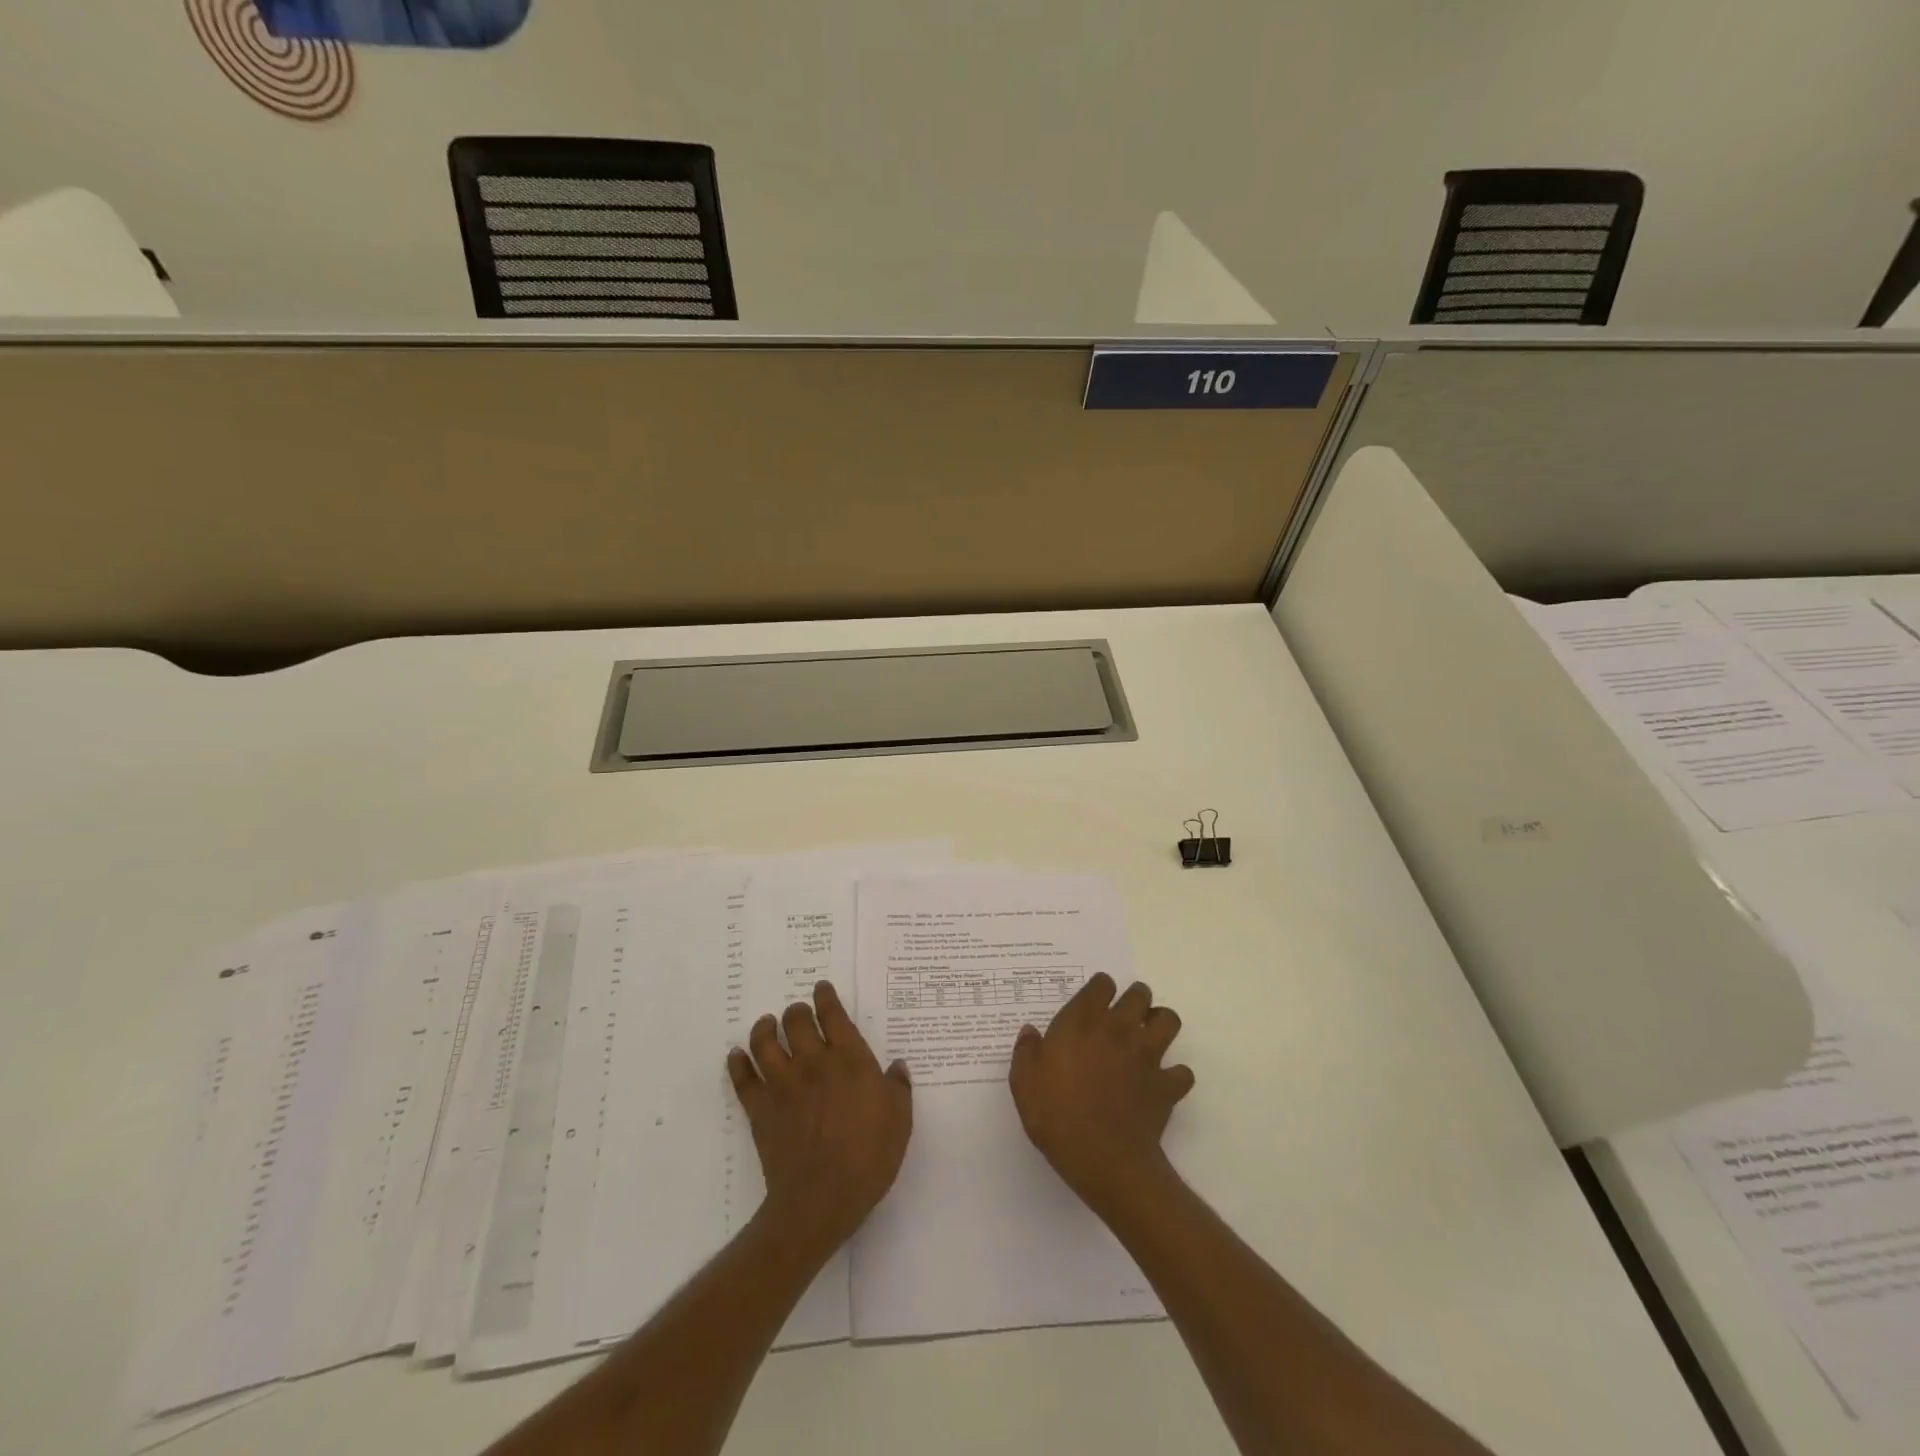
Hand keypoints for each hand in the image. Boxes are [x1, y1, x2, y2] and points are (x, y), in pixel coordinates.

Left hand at [727, 981, 911, 1251]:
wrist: (821, 1198)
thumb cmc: (869, 1157)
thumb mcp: (900, 1120)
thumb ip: (898, 1088)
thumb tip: (896, 1067)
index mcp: (849, 1059)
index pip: (833, 1015)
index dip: (826, 997)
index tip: (821, 988)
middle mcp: (813, 1062)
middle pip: (796, 1021)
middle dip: (796, 1011)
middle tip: (797, 1013)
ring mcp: (782, 1084)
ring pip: (765, 1042)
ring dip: (764, 1028)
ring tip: (766, 1025)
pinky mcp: (759, 1109)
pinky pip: (742, 1078)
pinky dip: (737, 1063)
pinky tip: (736, 1056)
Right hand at [1009, 973, 1193, 1211]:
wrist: (1103, 1158)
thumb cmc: (1057, 1115)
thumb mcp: (1024, 1082)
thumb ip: (1026, 1051)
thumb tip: (1029, 1032)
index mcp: (1083, 1021)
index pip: (1102, 984)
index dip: (1099, 989)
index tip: (1093, 1004)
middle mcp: (1119, 1028)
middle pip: (1140, 994)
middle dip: (1135, 999)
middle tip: (1123, 1017)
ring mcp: (1147, 1055)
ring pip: (1168, 1020)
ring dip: (1160, 1024)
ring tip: (1147, 1039)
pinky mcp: (1166, 1084)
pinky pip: (1182, 1072)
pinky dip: (1175, 1075)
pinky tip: (1161, 1083)